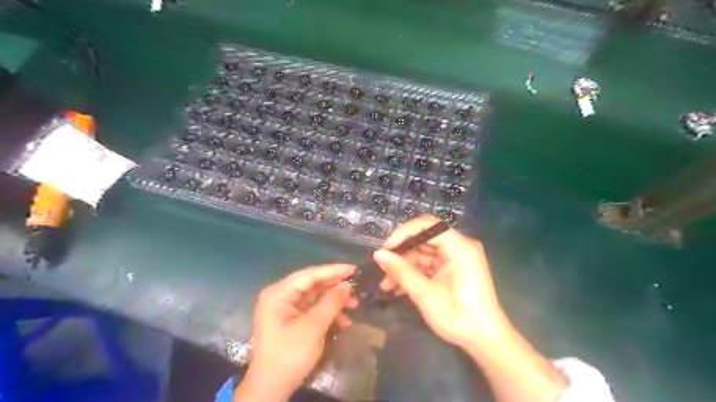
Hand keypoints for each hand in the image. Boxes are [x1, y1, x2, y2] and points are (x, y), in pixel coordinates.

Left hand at [236, 266, 358, 399]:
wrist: (271, 389)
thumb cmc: (289, 355)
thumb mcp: (313, 327)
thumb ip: (331, 302)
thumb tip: (347, 285)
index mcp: (279, 293)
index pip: (309, 275)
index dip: (333, 271)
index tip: (354, 269)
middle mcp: (280, 296)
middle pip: (312, 285)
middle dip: (335, 288)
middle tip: (356, 288)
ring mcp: (285, 309)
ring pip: (315, 297)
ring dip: (334, 302)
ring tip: (354, 306)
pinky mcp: (291, 320)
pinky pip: (313, 310)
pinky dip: (328, 314)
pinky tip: (344, 322)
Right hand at [375, 216, 507, 350]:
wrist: (485, 341)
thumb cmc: (459, 316)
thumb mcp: (426, 294)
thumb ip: (401, 271)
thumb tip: (378, 254)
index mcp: (459, 247)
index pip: (428, 225)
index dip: (404, 233)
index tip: (386, 249)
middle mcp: (459, 247)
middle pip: (424, 239)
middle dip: (401, 254)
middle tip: (382, 269)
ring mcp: (455, 258)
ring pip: (423, 253)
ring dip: (404, 267)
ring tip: (386, 285)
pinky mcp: (452, 269)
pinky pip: (428, 265)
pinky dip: (413, 274)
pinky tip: (397, 288)